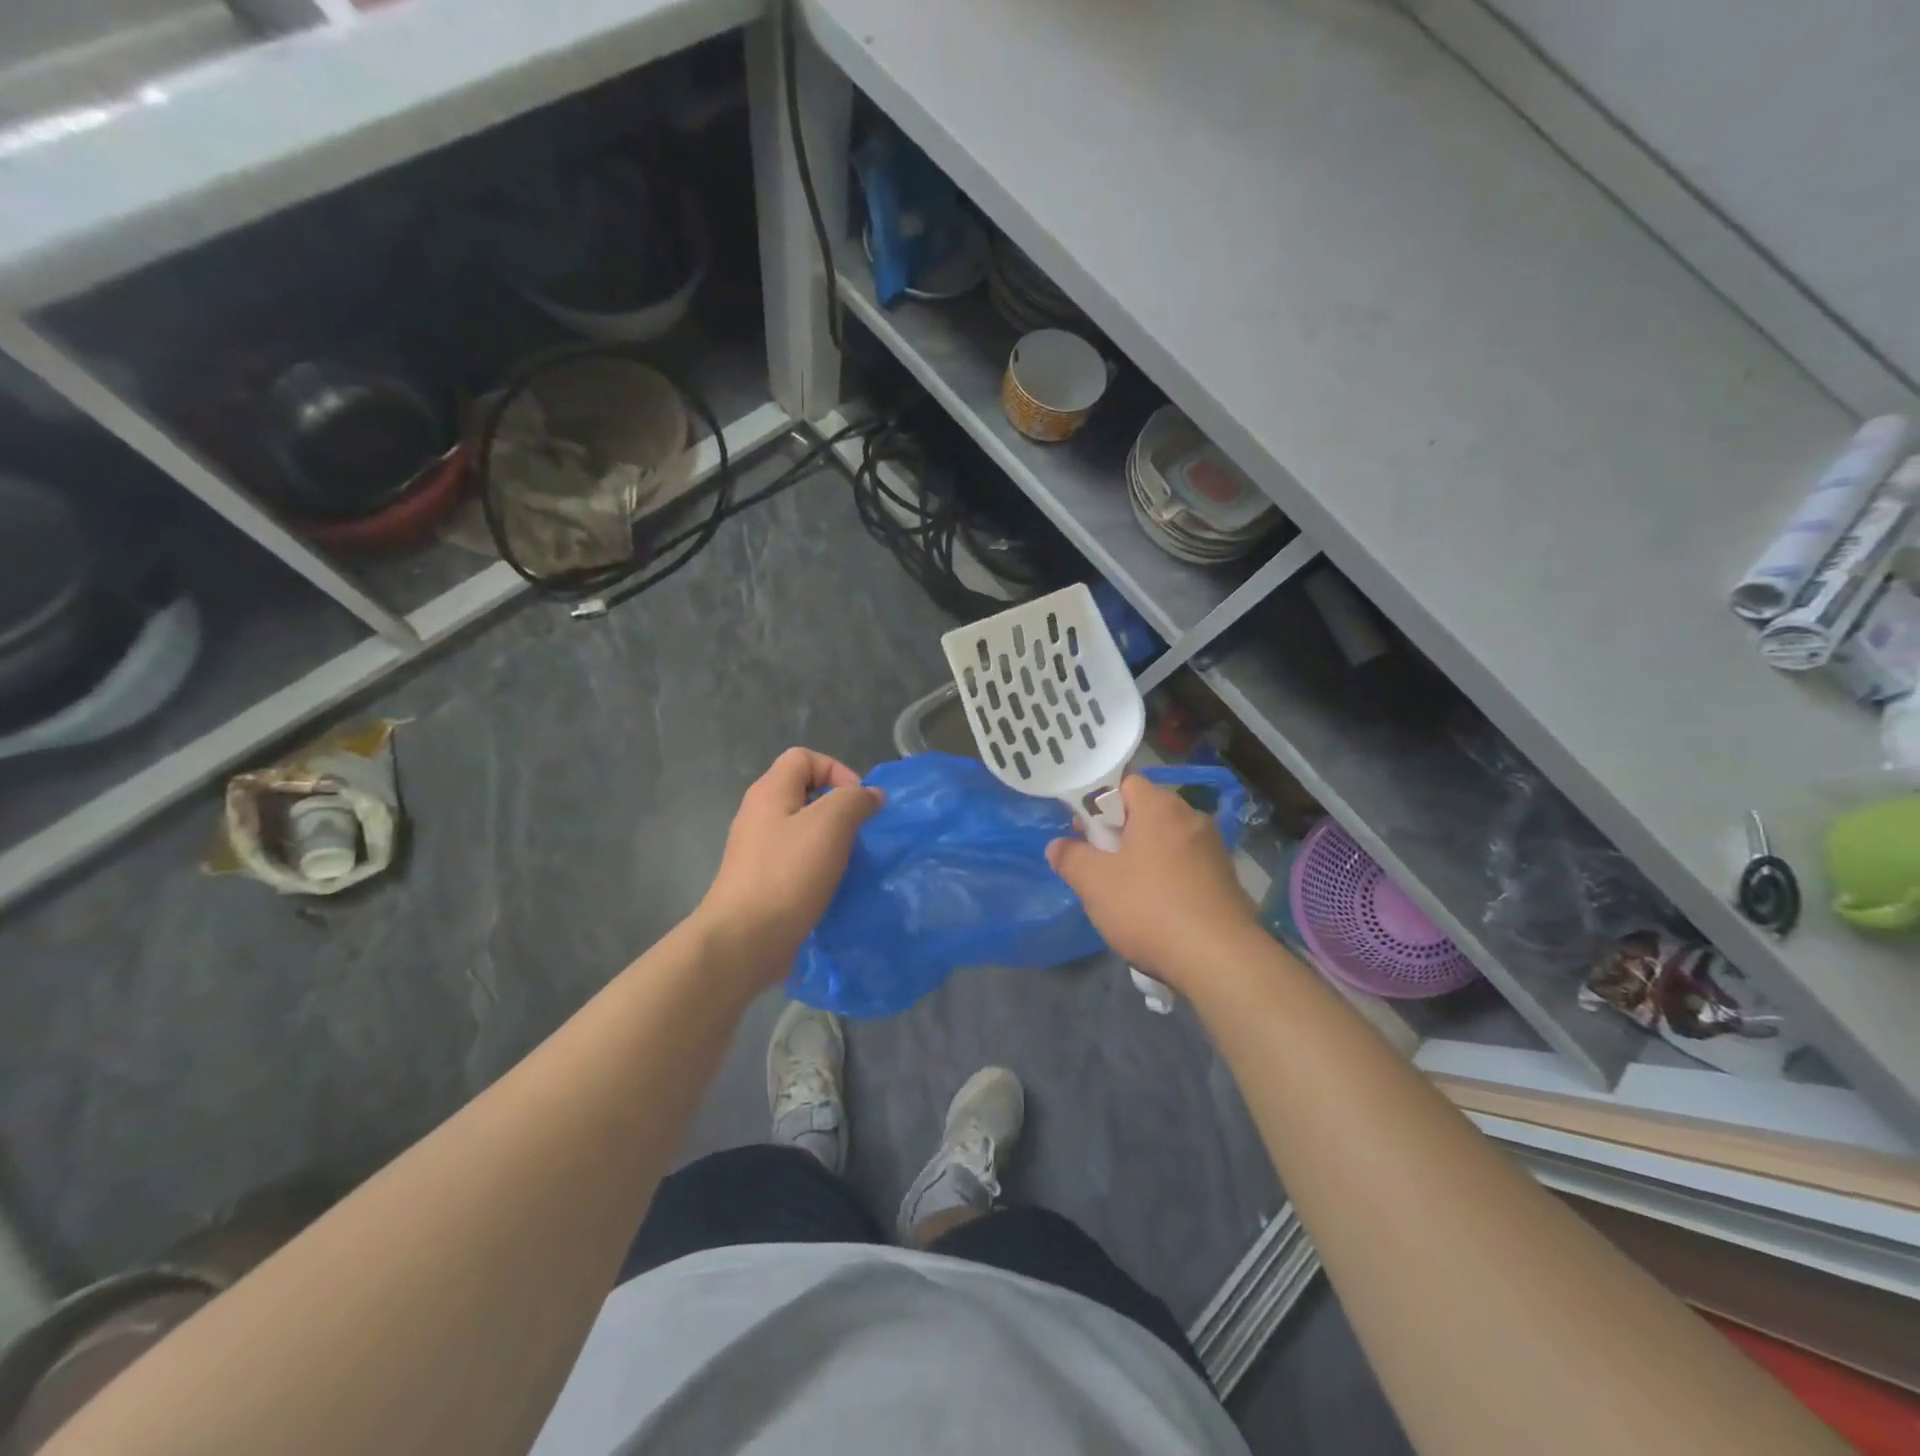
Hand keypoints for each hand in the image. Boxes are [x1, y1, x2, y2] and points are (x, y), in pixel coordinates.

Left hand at [694, 747, 882, 982]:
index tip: (859, 803)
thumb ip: (855, 801)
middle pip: (805, 794)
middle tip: (859, 835)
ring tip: (850, 863)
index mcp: (770, 792)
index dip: (837, 771)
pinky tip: (833, 888)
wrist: (744, 941)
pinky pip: (797, 863)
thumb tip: (870, 795)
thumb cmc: (787, 874)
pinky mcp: (762, 882)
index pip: (804, 757)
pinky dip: (819, 869)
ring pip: (804, 831)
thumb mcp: (831, 825)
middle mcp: (759, 815)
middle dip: (839, 810)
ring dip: (832, 843)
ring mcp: (758, 851)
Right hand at [1046, 776, 1262, 995]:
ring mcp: (1213, 849)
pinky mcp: (1225, 880)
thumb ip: (1071, 858)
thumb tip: (1057, 846)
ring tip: (1123, 891)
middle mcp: (1191, 818)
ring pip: (1165, 842)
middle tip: (1096, 863)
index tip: (1082, 831)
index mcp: (1160, 807)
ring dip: (1142, 858)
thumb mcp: (1094, 883)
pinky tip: (1156, 910)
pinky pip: (1185, 867)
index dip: (1098, 803)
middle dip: (1118, 833)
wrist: (1219, 960)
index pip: (1124, 783)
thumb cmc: (1149, 908)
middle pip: (1145, 812)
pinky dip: (1167, 879)